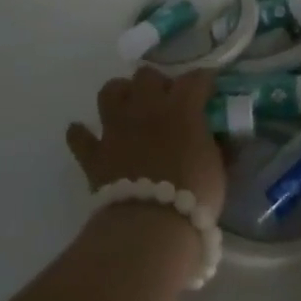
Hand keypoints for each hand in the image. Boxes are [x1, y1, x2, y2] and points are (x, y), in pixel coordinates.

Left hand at [66, 67, 226, 216]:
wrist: (151, 225)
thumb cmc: (193, 195)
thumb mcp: (216, 169)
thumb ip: (215, 147)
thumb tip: (221, 140)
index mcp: (180, 108)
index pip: (194, 79)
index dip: (203, 80)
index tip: (209, 88)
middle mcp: (145, 108)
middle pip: (146, 76)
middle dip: (157, 84)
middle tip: (167, 102)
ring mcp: (116, 128)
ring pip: (110, 91)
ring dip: (121, 95)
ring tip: (130, 109)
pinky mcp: (94, 153)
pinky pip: (79, 136)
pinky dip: (82, 134)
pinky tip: (88, 136)